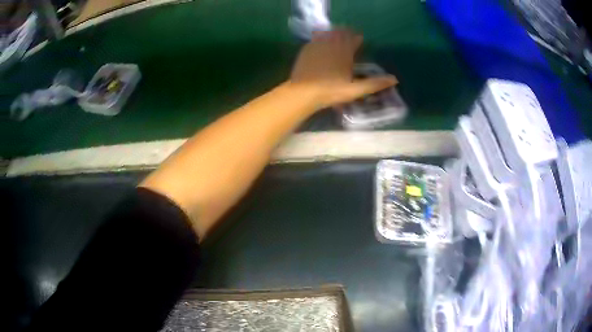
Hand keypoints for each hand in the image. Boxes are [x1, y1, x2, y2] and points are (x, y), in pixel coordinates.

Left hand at [289, 29, 396, 108]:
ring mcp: (317, 47)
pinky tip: (319, 41)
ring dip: (333, 34)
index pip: (353, 40)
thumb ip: (375, 83)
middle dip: (346, 33)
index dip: (357, 38)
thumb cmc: (331, 91)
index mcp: (345, 53)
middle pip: (340, 34)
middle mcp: (332, 46)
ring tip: (336, 35)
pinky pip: (315, 40)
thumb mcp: (356, 90)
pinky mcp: (306, 51)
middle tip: (348, 34)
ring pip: (327, 35)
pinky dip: (320, 39)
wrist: (303, 92)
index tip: (359, 38)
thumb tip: (394, 80)